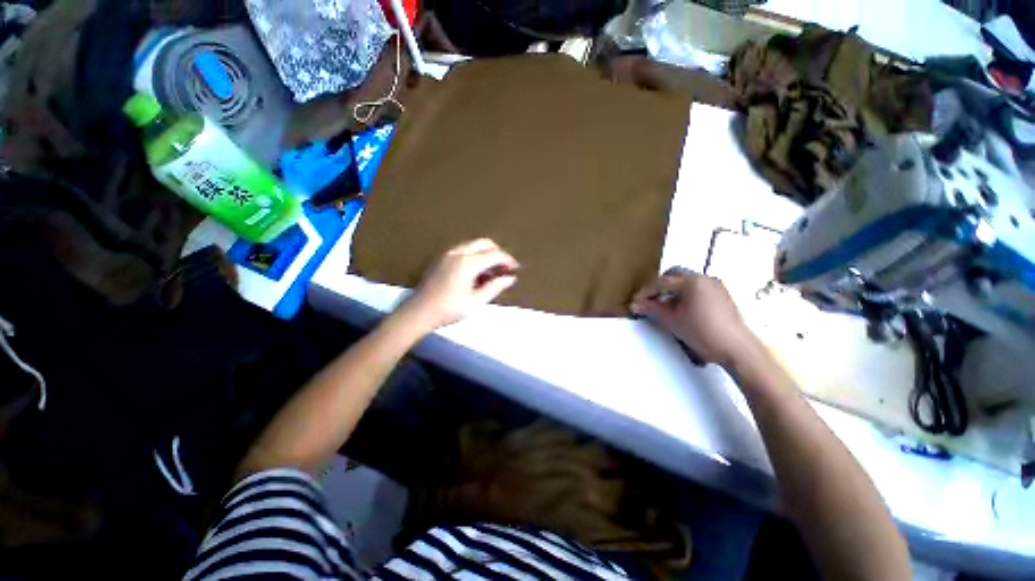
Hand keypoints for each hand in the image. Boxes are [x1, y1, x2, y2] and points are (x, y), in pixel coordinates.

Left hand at [398, 238, 518, 331]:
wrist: (418, 312)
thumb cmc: (448, 310)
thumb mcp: (475, 302)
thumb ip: (494, 288)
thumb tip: (510, 278)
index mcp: (468, 263)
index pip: (494, 254)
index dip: (508, 260)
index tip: (515, 269)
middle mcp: (458, 253)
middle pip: (485, 243)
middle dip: (498, 253)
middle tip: (505, 267)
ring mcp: (448, 253)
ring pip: (474, 244)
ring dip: (486, 253)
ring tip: (491, 272)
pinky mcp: (442, 257)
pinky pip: (464, 249)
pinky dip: (475, 255)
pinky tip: (476, 272)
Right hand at [631, 267, 758, 367]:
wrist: (736, 349)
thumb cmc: (702, 333)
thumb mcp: (672, 321)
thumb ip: (652, 309)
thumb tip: (635, 304)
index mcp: (691, 282)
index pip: (661, 282)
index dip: (645, 292)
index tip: (635, 302)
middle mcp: (704, 278)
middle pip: (674, 274)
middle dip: (659, 285)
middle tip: (649, 299)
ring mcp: (715, 285)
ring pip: (686, 280)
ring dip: (672, 289)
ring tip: (664, 305)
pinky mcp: (722, 294)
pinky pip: (697, 287)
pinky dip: (685, 293)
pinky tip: (682, 308)